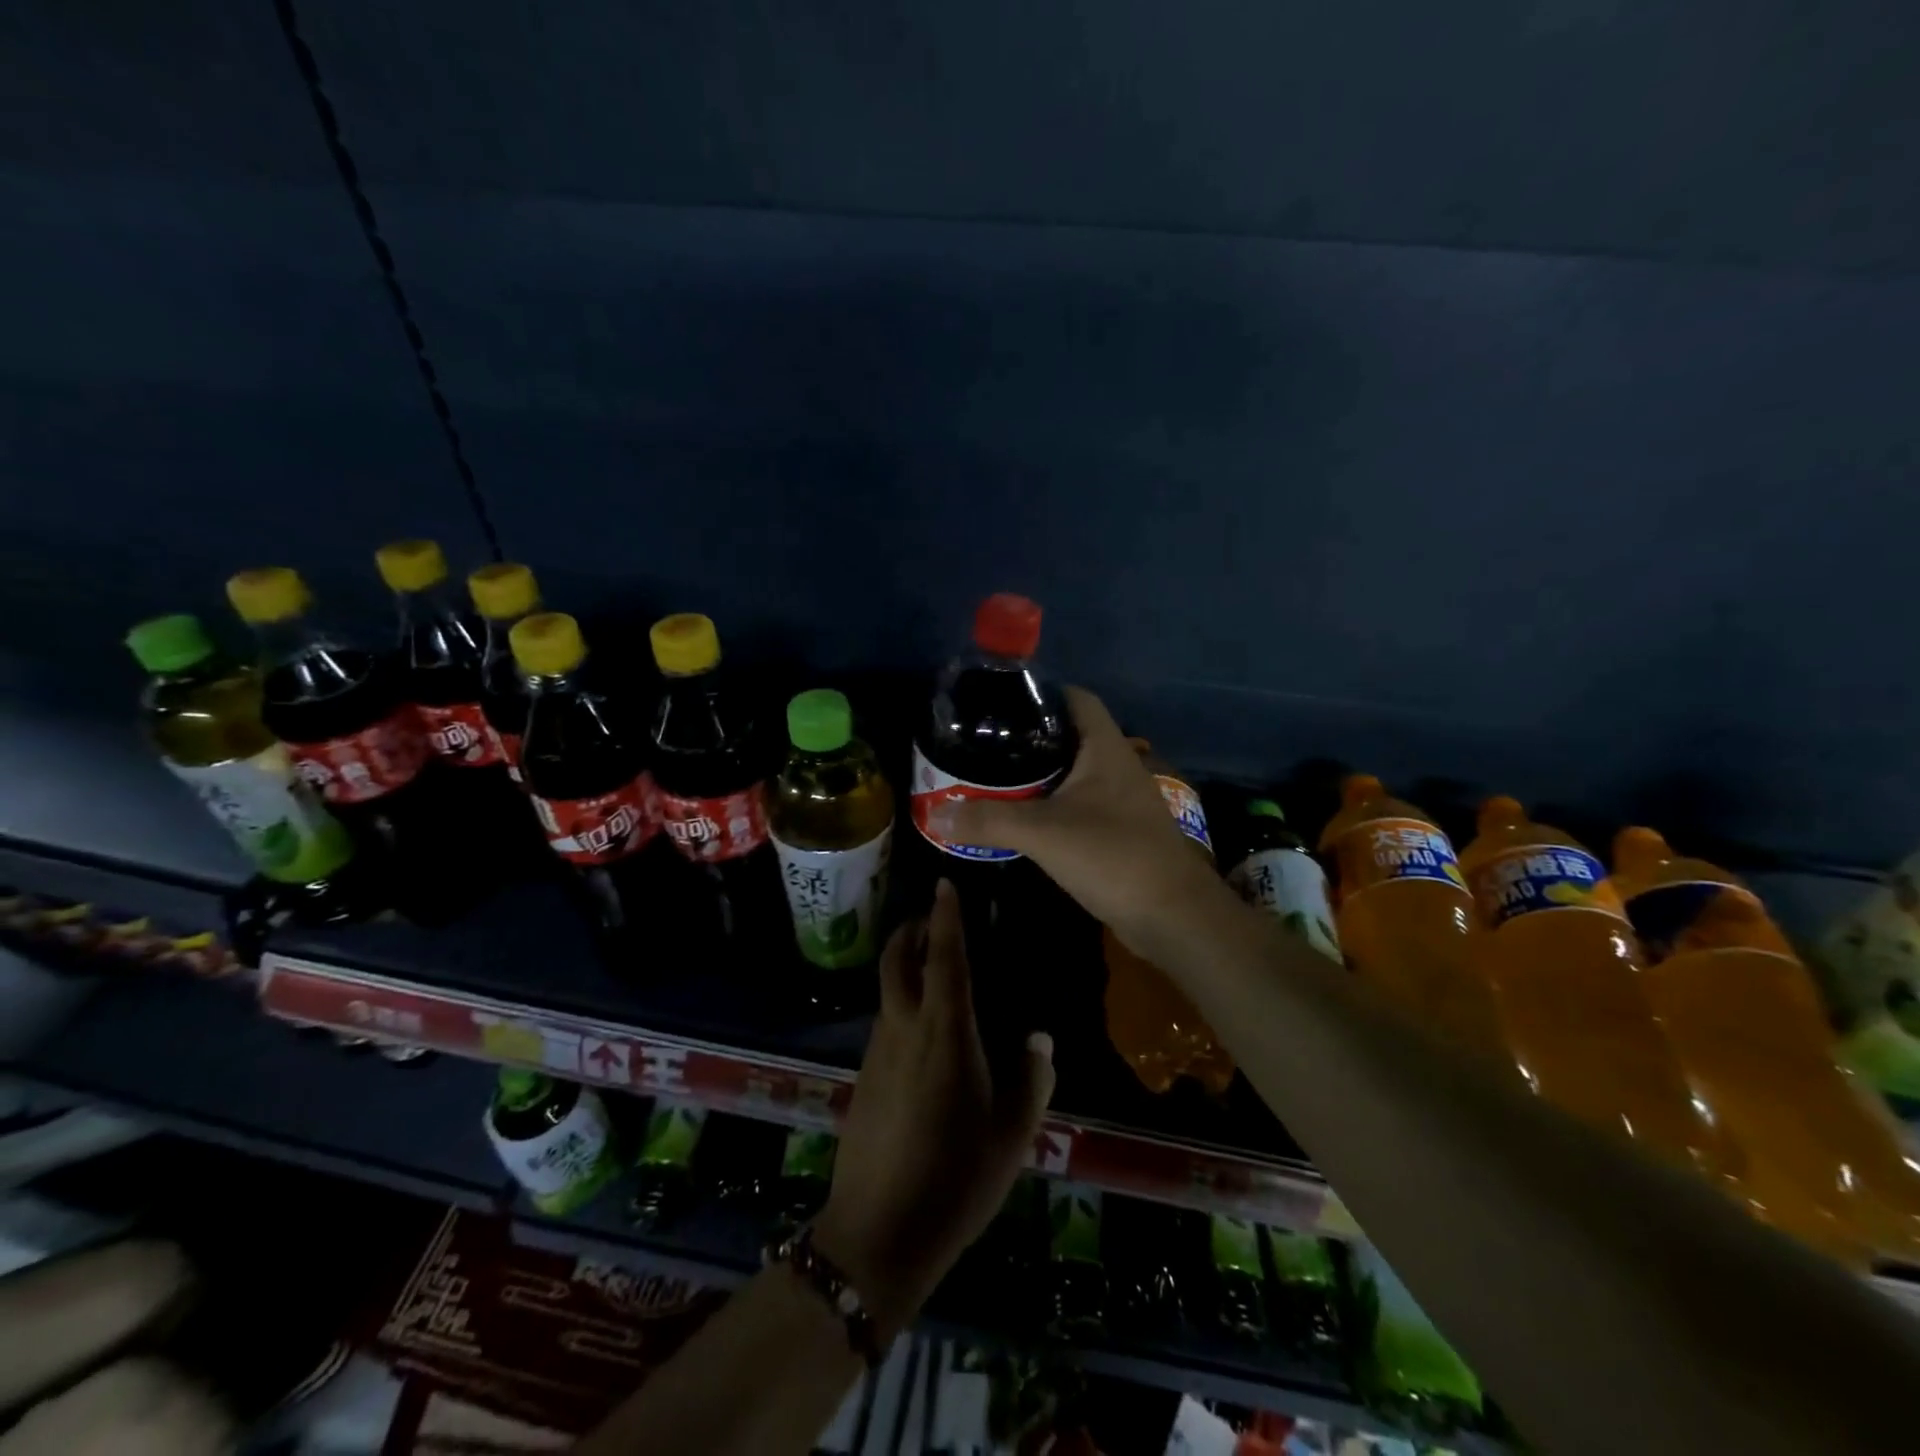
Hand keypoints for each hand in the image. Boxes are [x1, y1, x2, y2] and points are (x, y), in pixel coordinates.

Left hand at [814, 881, 1054, 1337]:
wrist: (877, 1234)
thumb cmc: (955, 1181)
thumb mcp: (1012, 1137)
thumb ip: (1031, 1080)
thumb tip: (1040, 1039)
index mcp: (945, 1035)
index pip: (944, 960)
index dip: (944, 919)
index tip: (944, 885)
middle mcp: (904, 1031)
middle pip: (896, 962)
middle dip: (909, 931)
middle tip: (929, 919)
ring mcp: (876, 1054)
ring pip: (887, 992)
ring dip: (903, 967)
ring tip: (931, 970)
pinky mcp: (863, 1078)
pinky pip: (884, 1023)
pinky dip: (900, 1004)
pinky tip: (922, 1033)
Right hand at [928, 686, 1232, 959]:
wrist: (1173, 918)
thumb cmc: (1114, 857)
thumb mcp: (1043, 834)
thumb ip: (988, 821)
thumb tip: (935, 814)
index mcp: (1105, 748)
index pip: (1076, 698)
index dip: (1041, 693)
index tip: (999, 704)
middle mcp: (1115, 766)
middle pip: (1068, 736)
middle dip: (1027, 739)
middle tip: (983, 746)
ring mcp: (1119, 801)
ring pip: (1071, 775)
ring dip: (1036, 777)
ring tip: (991, 779)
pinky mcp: (1117, 831)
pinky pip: (1076, 806)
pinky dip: (1048, 807)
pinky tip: (1019, 819)